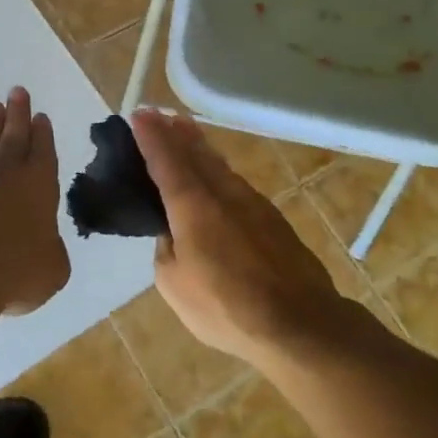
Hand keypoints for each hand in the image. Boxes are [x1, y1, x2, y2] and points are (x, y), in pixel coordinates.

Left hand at [0, 87, 71, 316]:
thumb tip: (40, 246)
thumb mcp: (50, 271)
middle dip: (17, 114)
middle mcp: (2, 175)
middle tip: (17, 91)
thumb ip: (49, 252)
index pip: (43, 151)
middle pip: (12, 137)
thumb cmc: (11, 273)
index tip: (40, 116)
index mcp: (37, 186)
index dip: (43, 134)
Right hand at [131, 109, 349, 365]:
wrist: (298, 323)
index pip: (165, 161)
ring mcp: (253, 204)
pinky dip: (220, 171)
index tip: (139, 114)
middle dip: (176, 133)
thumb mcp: (174, 284)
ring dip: (200, 147)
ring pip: (220, 166)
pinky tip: (219, 176)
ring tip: (188, 133)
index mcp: (192, 206)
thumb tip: (173, 233)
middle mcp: (223, 194)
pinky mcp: (273, 220)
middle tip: (162, 115)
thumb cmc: (225, 306)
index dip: (150, 137)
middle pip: (196, 154)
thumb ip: (167, 249)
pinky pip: (237, 184)